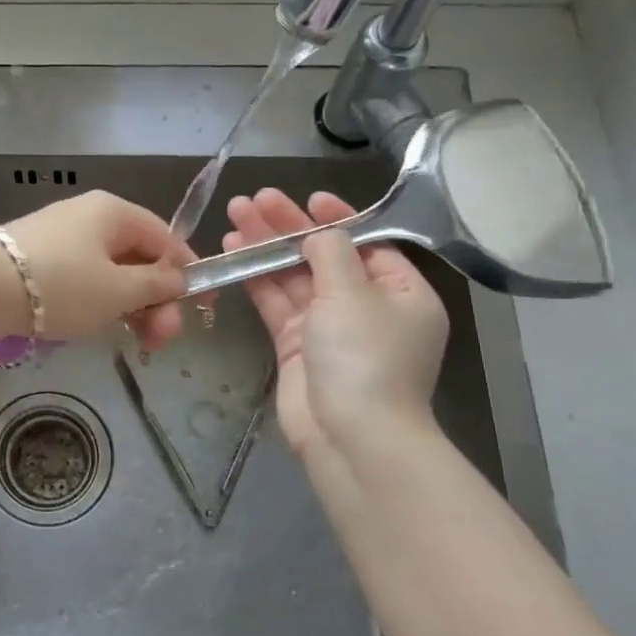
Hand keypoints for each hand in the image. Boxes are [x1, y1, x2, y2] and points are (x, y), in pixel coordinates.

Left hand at [0, 191, 190, 348]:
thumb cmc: (60, 284)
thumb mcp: (118, 290)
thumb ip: (156, 286)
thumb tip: (178, 279)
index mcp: (115, 212)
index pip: (167, 239)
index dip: (188, 274)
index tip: (201, 310)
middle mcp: (90, 216)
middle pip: (139, 258)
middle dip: (157, 301)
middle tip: (160, 341)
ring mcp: (62, 237)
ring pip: (112, 272)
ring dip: (131, 307)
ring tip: (136, 343)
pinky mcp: (40, 259)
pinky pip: (85, 278)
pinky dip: (100, 302)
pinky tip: (100, 327)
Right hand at [223, 189, 447, 459]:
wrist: (351, 437)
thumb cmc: (365, 356)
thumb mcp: (354, 293)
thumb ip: (331, 252)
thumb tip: (318, 232)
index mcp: (402, 292)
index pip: (367, 244)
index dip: (336, 218)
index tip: (307, 198)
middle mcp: (367, 307)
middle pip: (324, 256)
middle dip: (289, 227)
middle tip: (254, 199)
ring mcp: (329, 328)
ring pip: (295, 278)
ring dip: (266, 248)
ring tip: (235, 216)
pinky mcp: (297, 347)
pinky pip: (277, 304)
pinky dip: (257, 279)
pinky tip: (233, 253)